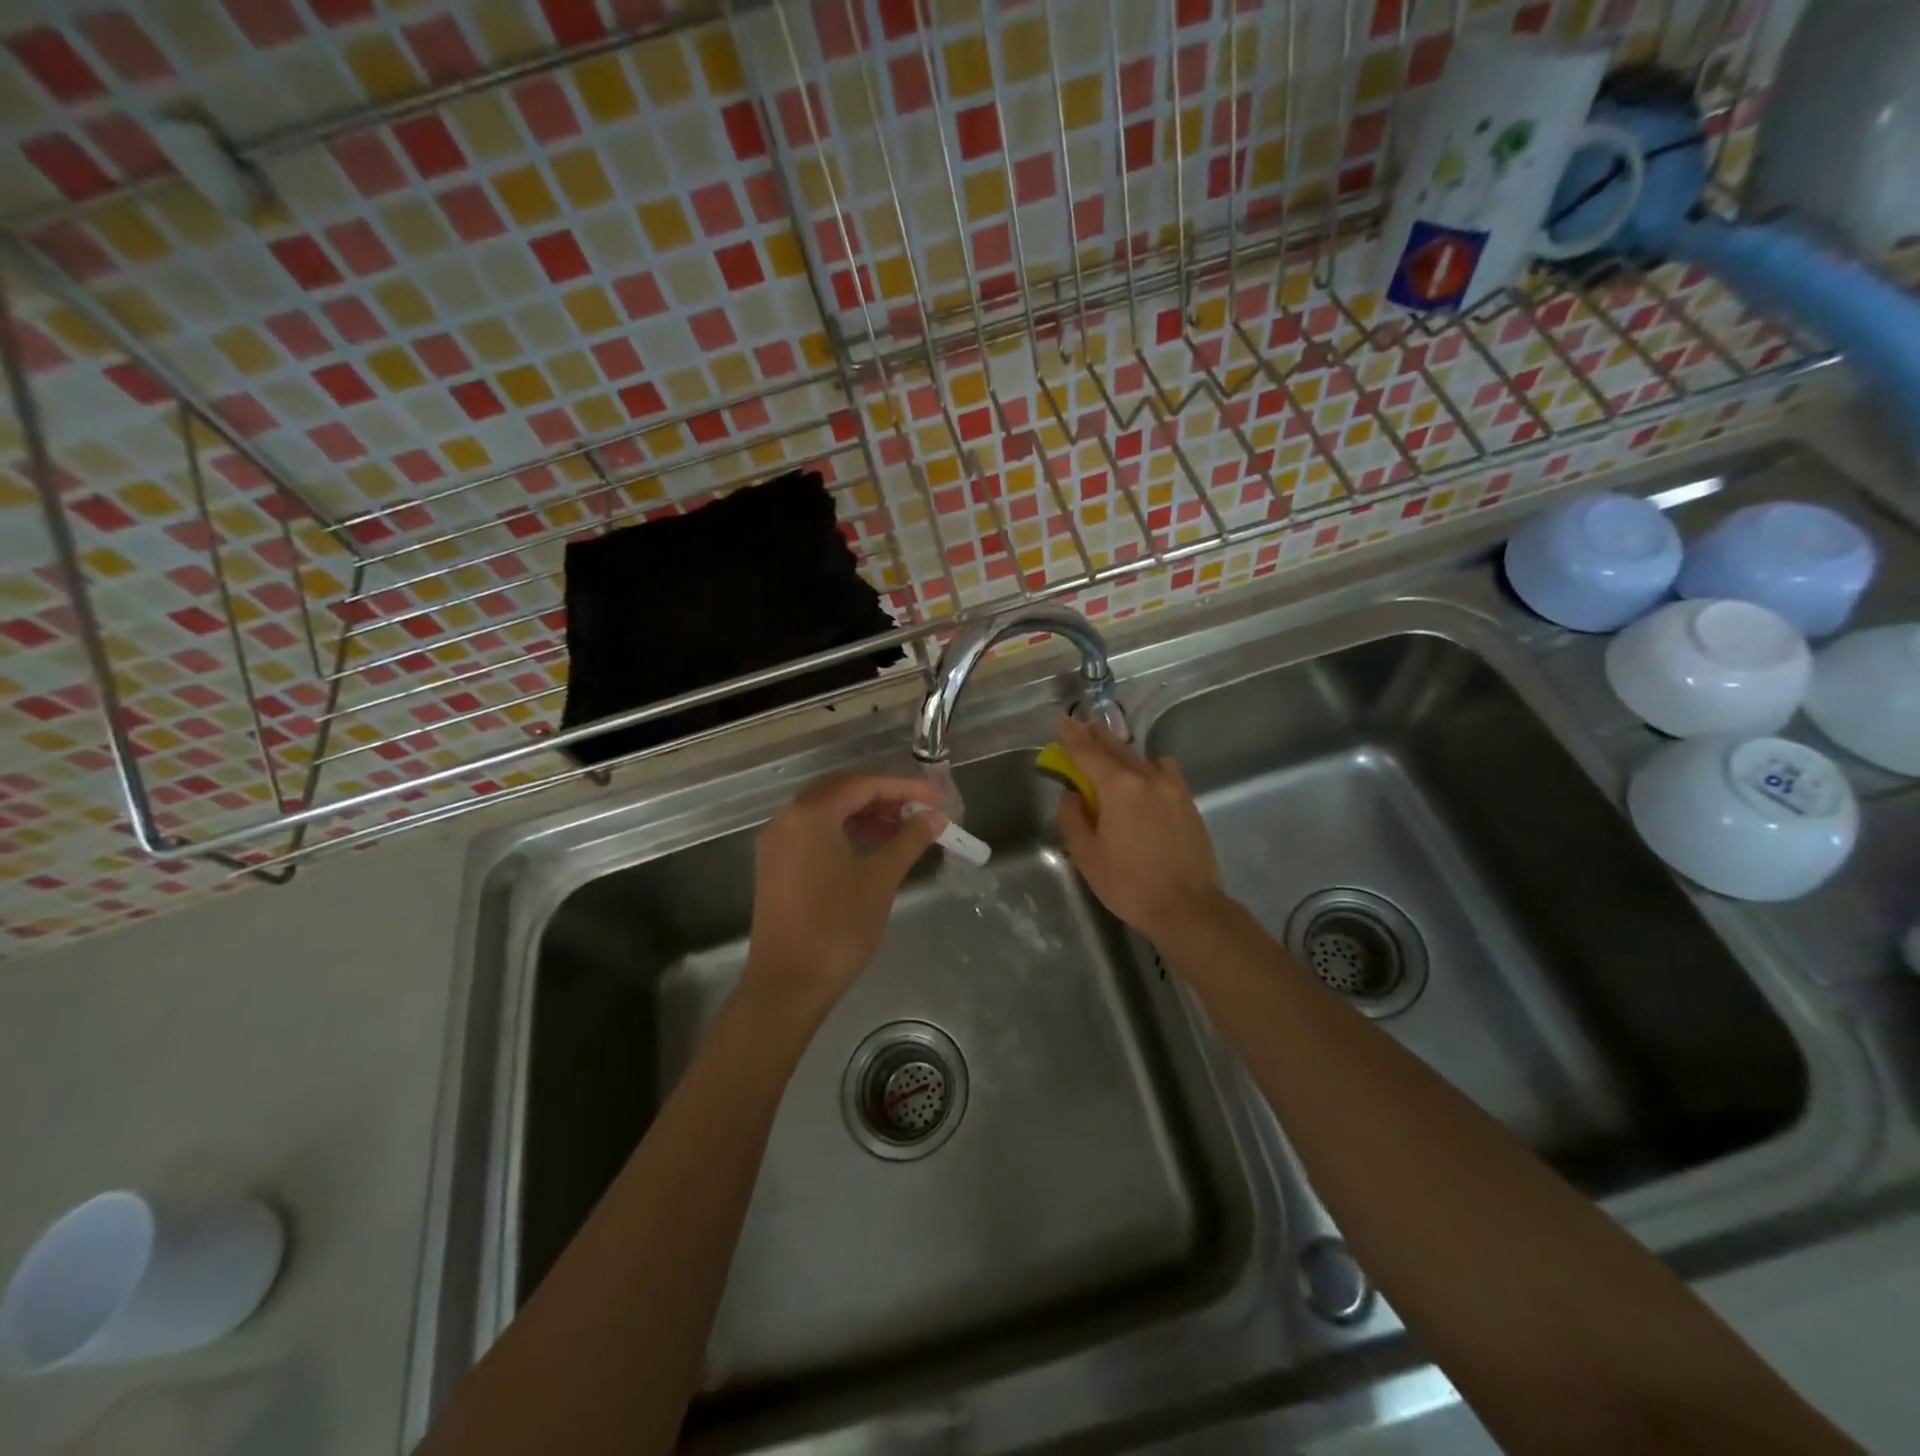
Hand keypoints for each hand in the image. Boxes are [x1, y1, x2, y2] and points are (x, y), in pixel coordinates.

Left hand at [745, 772, 944, 1010]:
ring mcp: (778, 843)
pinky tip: (875, 845)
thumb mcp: (881, 879)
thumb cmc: (838, 926)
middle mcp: (787, 819)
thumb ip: (909, 840)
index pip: (863, 785)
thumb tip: (935, 817)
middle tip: (923, 808)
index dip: (904, 788)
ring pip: (828, 812)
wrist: (788, 984)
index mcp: (810, 814)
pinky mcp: (777, 865)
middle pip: (842, 792)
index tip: (937, 796)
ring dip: (867, 814)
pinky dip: (846, 831)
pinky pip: (815, 833)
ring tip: (906, 827)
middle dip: (885, 797)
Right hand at [1053, 717, 1224, 941]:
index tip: (1061, 720)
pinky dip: (1149, 767)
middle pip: (1115, 748)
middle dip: (1096, 738)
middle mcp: (1146, 777)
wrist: (1187, 907)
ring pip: (1141, 758)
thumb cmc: (1129, 885)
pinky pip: (1164, 771)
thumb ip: (1073, 818)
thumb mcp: (1087, 855)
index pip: (1087, 752)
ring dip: (1121, 751)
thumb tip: (1071, 795)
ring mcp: (1172, 787)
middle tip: (1081, 729)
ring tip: (1109, 755)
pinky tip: (1145, 779)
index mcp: (1118, 787)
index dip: (1071, 736)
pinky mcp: (1188, 801)